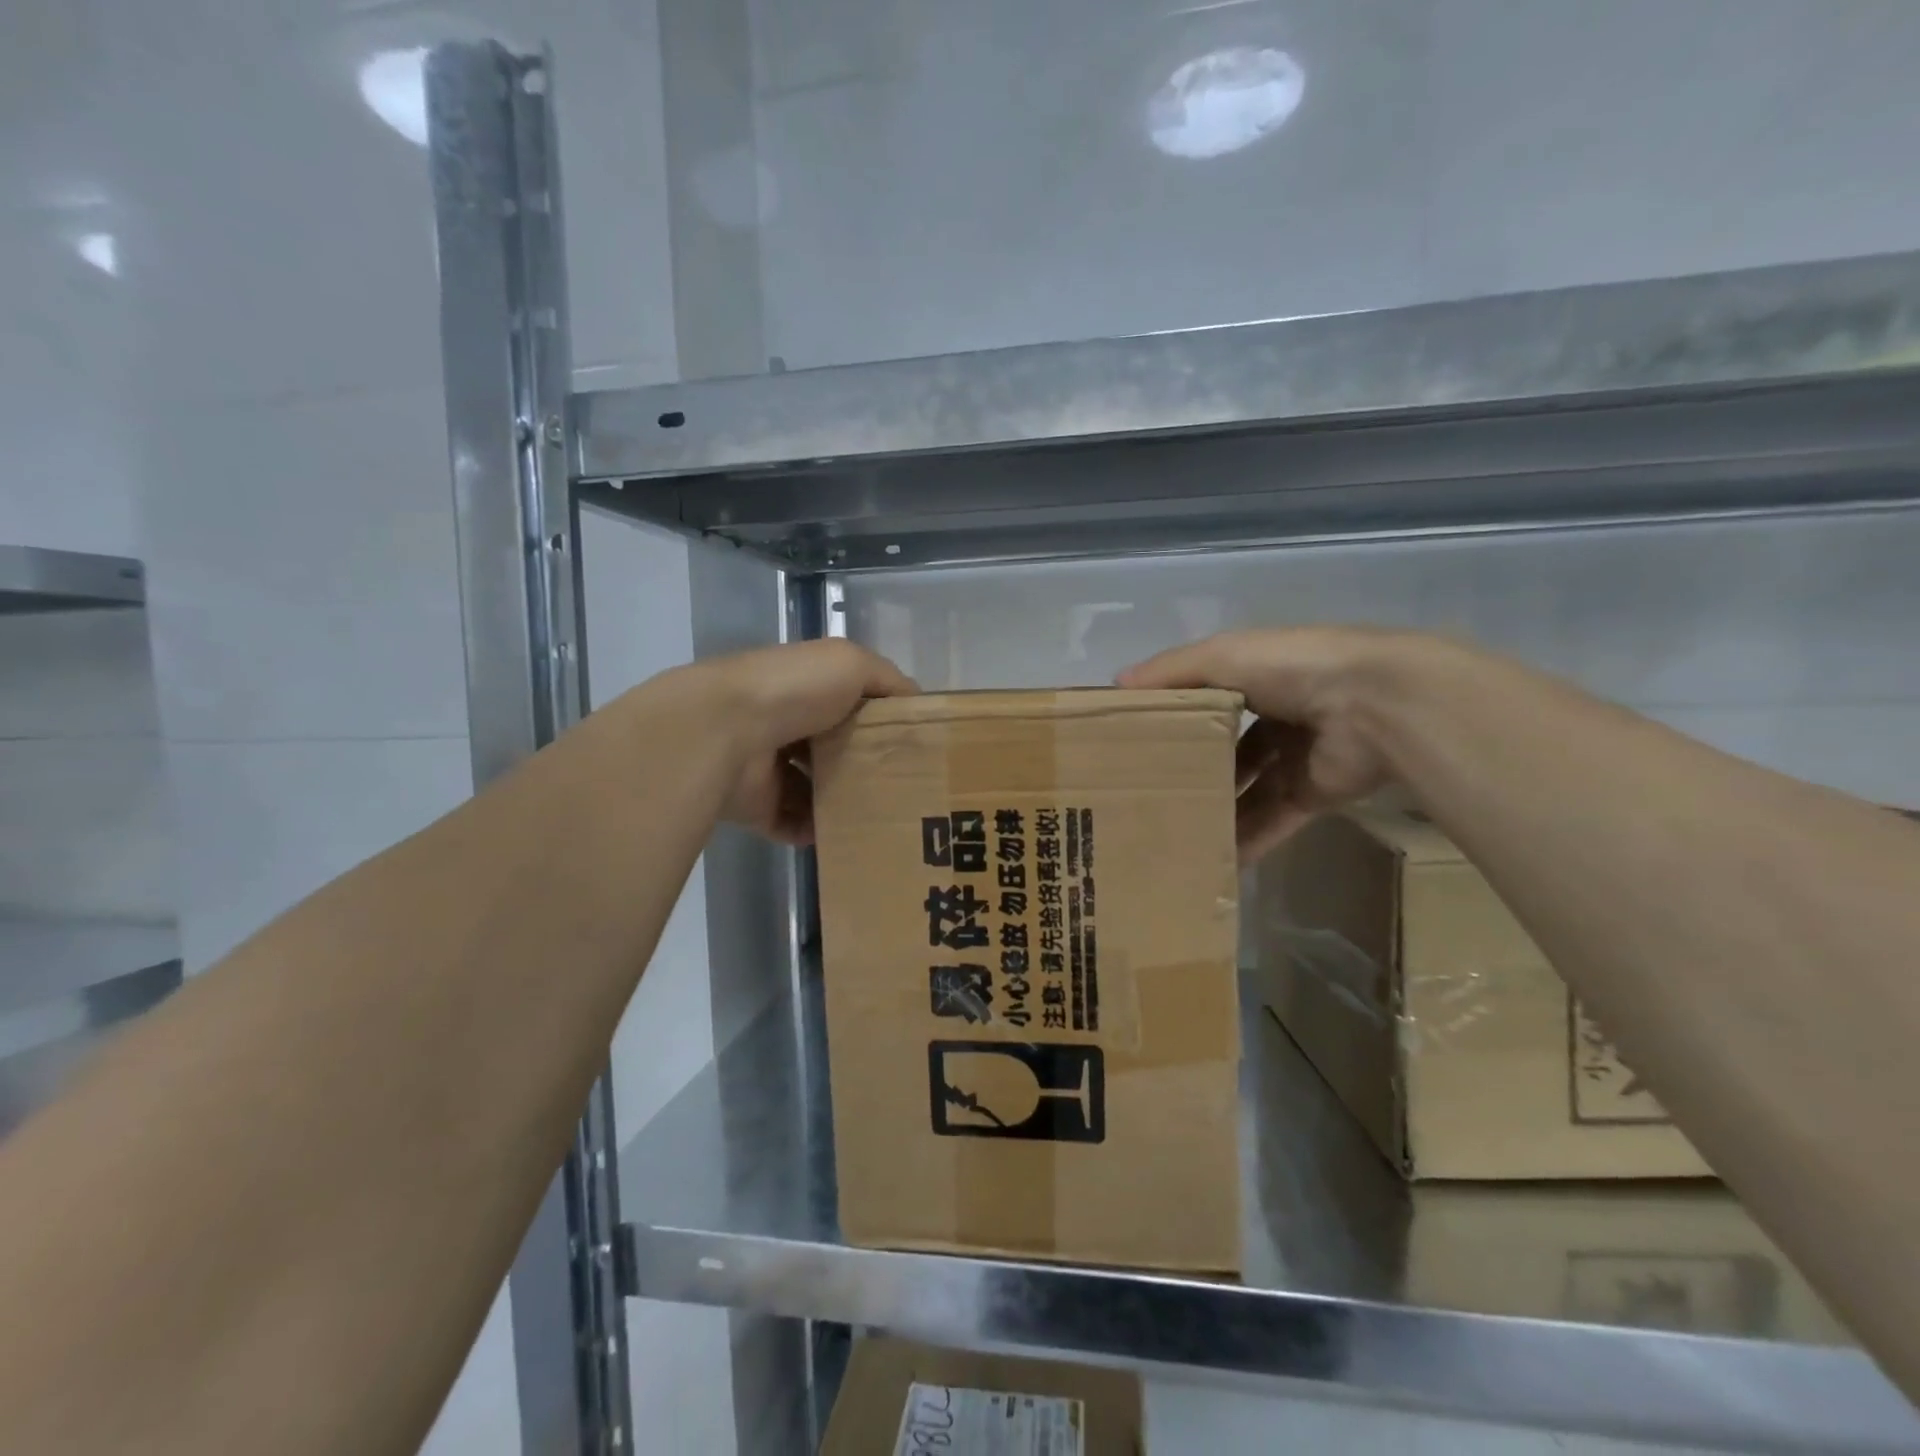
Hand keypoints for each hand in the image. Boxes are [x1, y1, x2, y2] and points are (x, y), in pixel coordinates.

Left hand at [694, 640, 917, 844]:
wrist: (725, 730)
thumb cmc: (795, 690)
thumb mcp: (854, 664)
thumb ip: (888, 680)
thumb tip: (916, 703)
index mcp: (806, 688)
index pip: (849, 704)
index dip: (880, 721)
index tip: (913, 745)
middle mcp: (786, 724)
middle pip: (834, 750)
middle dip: (864, 767)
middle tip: (904, 789)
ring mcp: (768, 767)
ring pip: (814, 789)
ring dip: (841, 803)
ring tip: (880, 818)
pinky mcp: (756, 806)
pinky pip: (792, 823)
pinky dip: (814, 832)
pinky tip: (844, 837)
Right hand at [1119, 627, 1415, 860]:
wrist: (1374, 704)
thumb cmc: (1291, 669)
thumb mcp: (1222, 657)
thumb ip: (1171, 671)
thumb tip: (1116, 685)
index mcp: (1255, 678)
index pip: (1204, 700)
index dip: (1172, 718)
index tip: (1133, 741)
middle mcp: (1273, 717)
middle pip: (1223, 750)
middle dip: (1189, 770)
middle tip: (1145, 794)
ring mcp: (1293, 759)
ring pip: (1244, 791)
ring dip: (1213, 810)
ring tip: (1168, 832)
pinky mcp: (1311, 795)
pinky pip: (1271, 822)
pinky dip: (1245, 842)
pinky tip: (1209, 861)